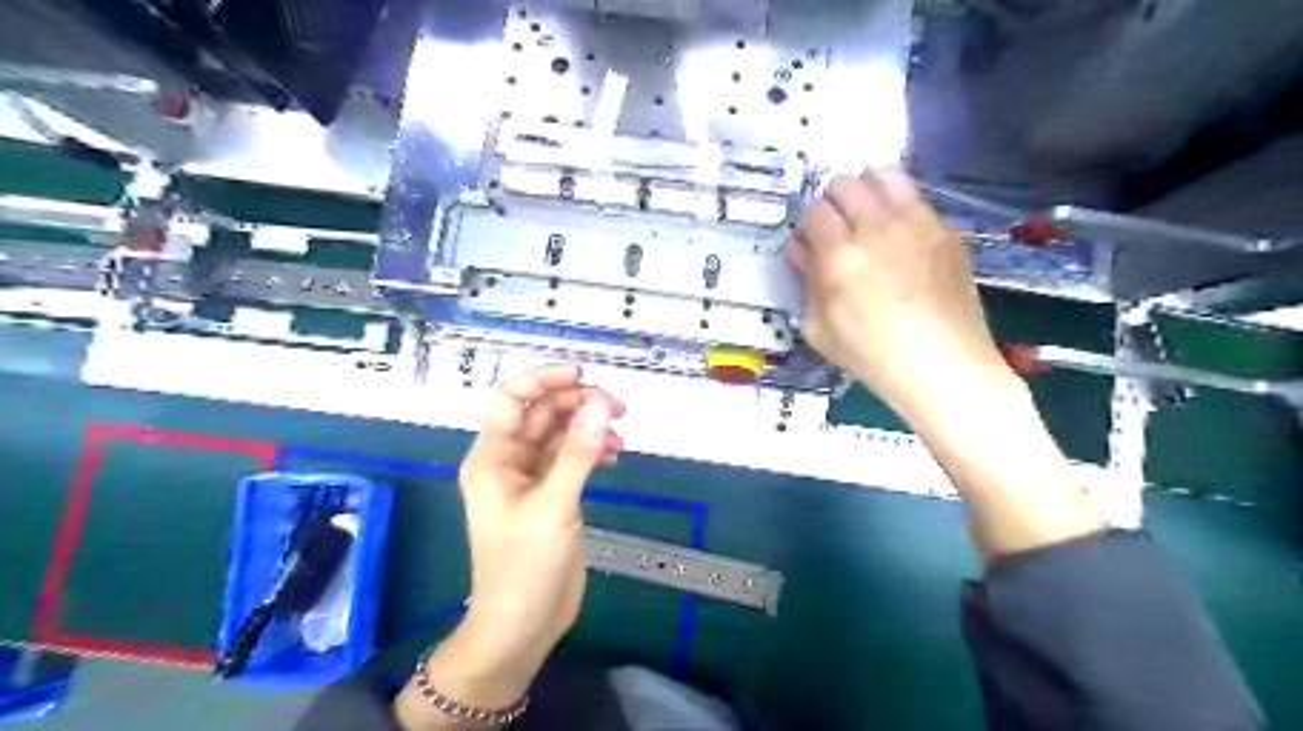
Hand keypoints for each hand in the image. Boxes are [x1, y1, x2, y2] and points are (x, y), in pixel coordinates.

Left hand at [394, 368, 623, 728]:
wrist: (522, 625)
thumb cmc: (525, 566)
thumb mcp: (554, 506)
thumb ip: (577, 453)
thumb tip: (600, 405)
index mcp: (492, 458)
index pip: (511, 400)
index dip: (543, 379)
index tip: (583, 375)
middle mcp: (509, 461)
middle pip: (541, 414)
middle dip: (577, 404)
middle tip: (617, 408)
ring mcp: (531, 479)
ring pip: (559, 435)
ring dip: (588, 428)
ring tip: (619, 435)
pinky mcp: (551, 495)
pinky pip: (570, 458)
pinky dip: (591, 450)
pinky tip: (614, 455)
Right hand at [790, 172, 1103, 560]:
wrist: (943, 367)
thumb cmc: (872, 356)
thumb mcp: (819, 328)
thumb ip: (806, 280)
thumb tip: (804, 249)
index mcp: (839, 257)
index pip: (814, 212)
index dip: (810, 228)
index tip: (814, 246)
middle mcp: (877, 228)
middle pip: (844, 183)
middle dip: (833, 203)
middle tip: (838, 230)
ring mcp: (917, 224)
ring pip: (882, 175)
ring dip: (866, 191)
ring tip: (868, 218)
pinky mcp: (945, 229)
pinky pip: (914, 196)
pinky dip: (898, 204)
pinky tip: (900, 235)